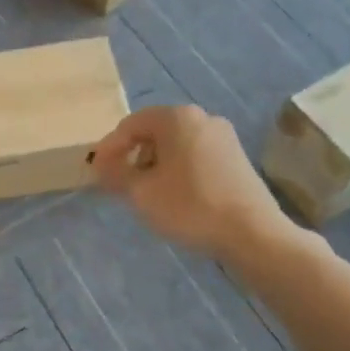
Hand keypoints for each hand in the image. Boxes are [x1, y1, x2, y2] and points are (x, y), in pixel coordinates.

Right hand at [90, 106, 289, 262]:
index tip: (97, 172)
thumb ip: (115, 174)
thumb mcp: (141, 193)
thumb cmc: (190, 206)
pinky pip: (196, 155)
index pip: (130, 125)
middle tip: (120, 182)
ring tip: (147, 192)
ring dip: (155, 163)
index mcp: (176, 118)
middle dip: (133, 155)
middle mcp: (202, 117)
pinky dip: (178, 169)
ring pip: (176, 144)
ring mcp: (223, 136)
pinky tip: (175, 195)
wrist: (252, 233)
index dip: (109, 148)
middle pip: (154, 132)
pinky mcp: (236, 157)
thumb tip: (101, 164)